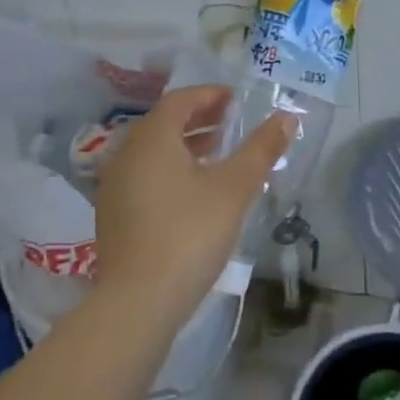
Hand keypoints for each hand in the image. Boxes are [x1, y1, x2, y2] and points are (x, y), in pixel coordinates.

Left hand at [94, 85, 291, 328]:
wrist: (137, 303)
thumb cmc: (189, 234)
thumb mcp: (234, 188)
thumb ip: (261, 149)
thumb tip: (287, 116)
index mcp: (152, 138)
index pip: (179, 100)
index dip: (208, 95)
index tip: (234, 99)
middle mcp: (126, 154)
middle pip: (163, 123)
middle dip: (197, 117)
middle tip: (229, 121)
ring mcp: (114, 187)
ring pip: (151, 151)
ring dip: (183, 144)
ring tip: (216, 153)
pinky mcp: (112, 216)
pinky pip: (142, 174)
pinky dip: (168, 168)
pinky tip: (192, 190)